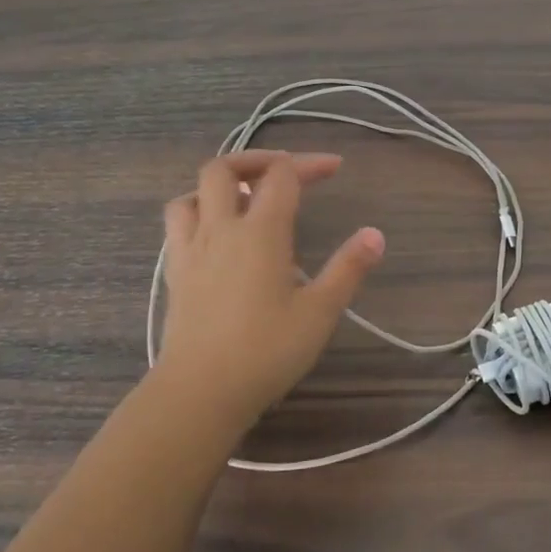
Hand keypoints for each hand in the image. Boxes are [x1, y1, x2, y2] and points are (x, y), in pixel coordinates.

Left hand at [155, 152, 384, 436]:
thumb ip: (348, 269)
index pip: (282, 175)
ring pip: (194, 192)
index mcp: (261, 232)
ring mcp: (191, 248)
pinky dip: (198, 211)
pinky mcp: (175, 271)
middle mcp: (221, 228)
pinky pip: (178, 222)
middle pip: (225, 168)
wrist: (200, 391)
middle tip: (284, 172)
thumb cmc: (266, 351)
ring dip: (220, 185)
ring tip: (245, 199)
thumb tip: (375, 234)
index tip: (334, 169)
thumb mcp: (320, 312)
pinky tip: (215, 233)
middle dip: (257, 160)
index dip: (309, 164)